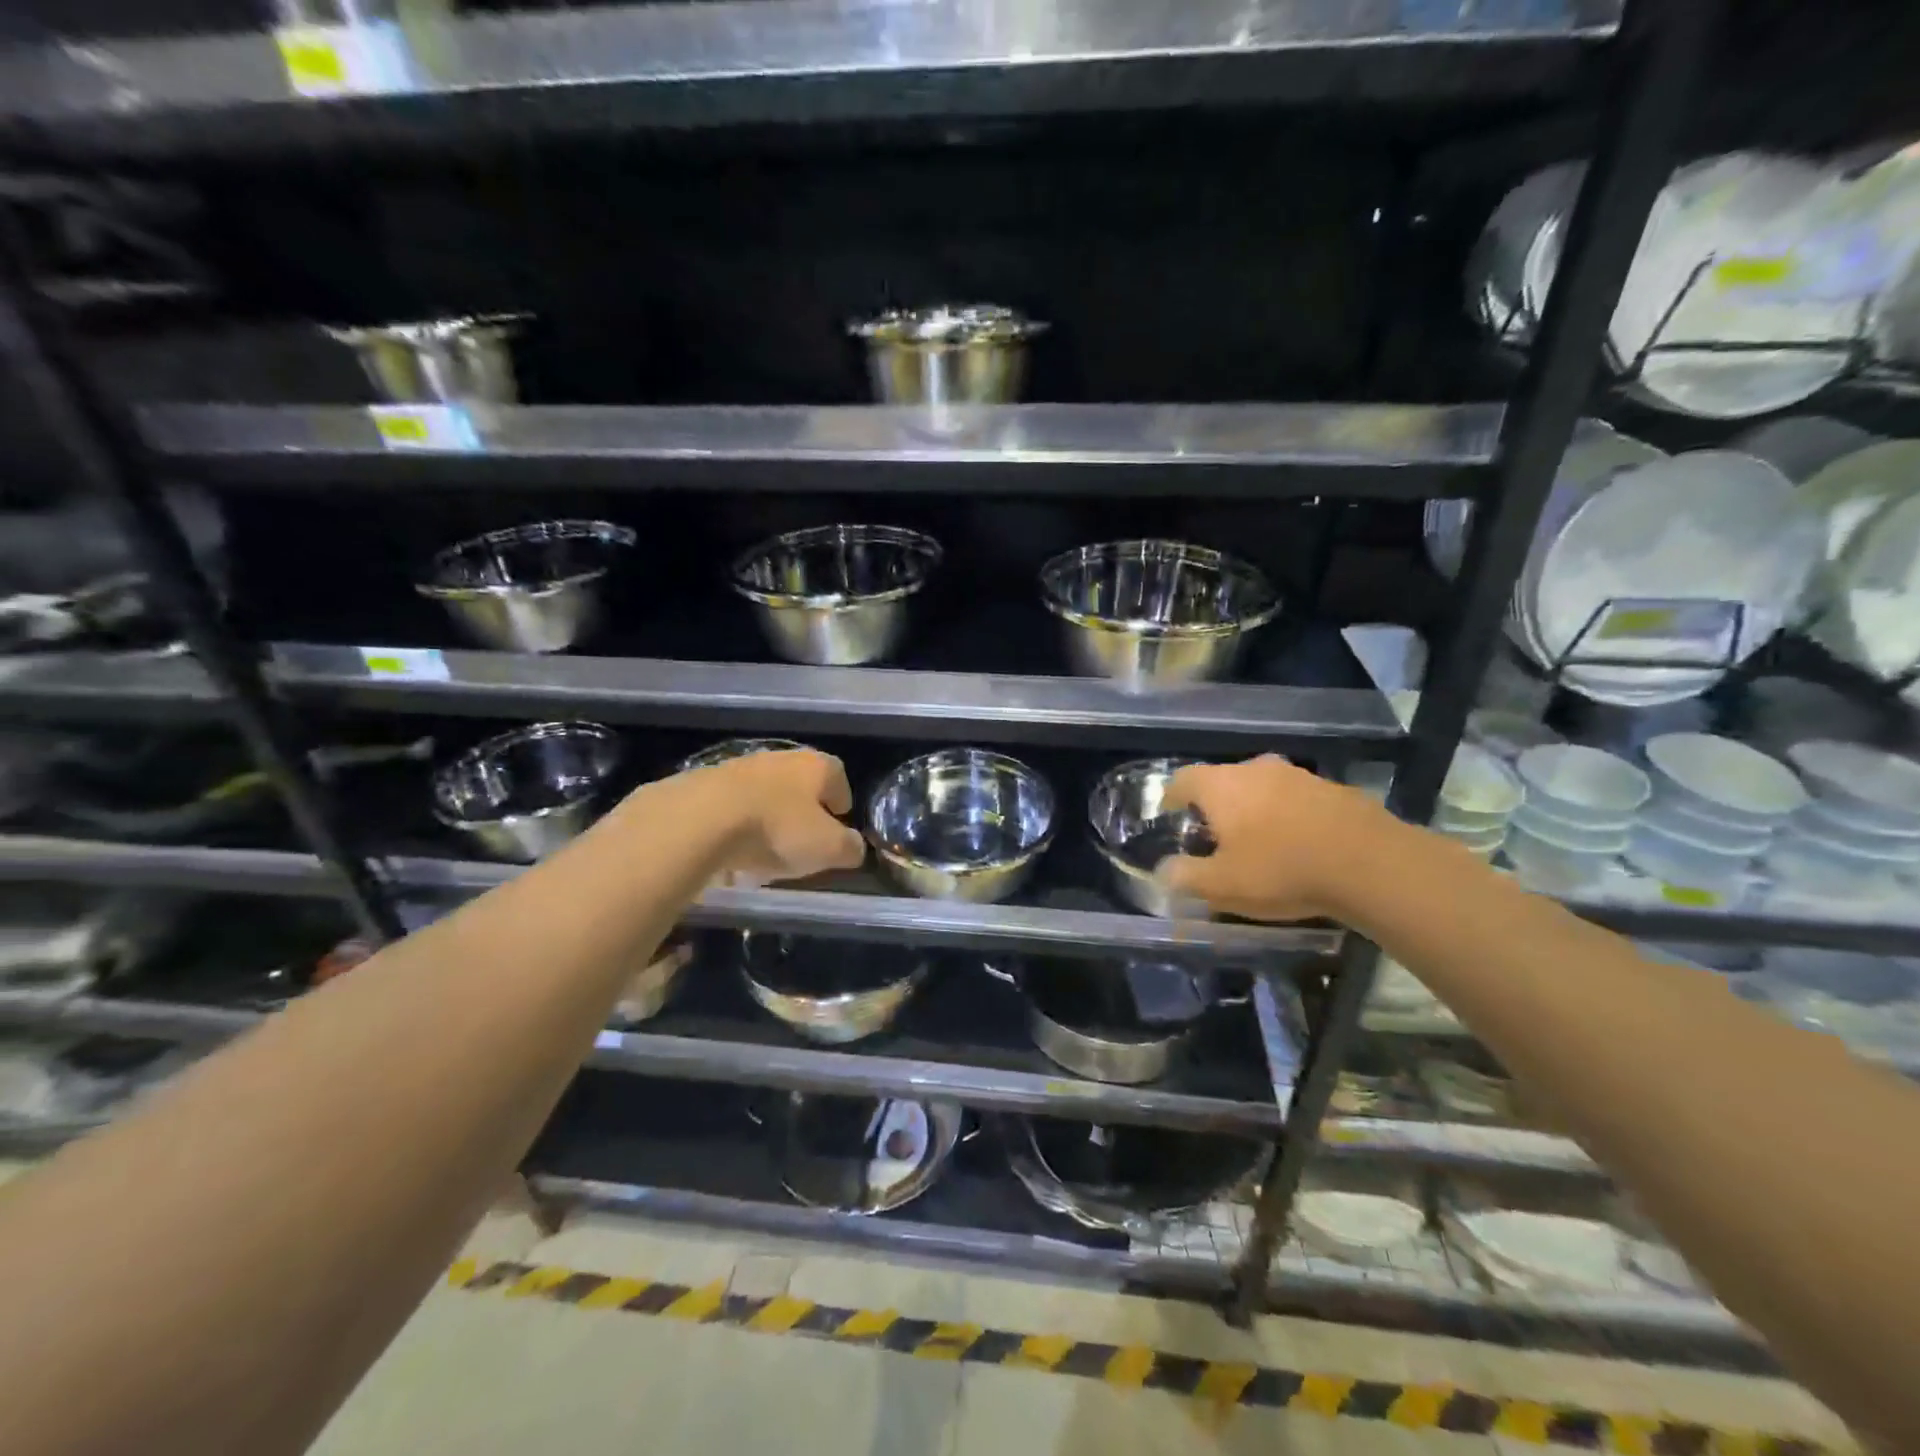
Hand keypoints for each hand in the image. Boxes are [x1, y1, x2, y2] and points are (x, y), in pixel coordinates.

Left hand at [705, 749, 865, 885]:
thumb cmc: (777, 830)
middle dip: (803, 807)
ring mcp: (739, 767)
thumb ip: (849, 848)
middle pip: (799, 781)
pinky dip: (736, 823)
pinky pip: (730, 805)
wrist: (700, 820)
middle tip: (804, 837)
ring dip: (768, 815)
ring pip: (764, 792)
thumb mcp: (827, 849)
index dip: (841, 798)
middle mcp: (779, 758)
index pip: (837, 775)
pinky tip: (731, 850)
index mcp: (814, 766)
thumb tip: (854, 847)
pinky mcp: (704, 783)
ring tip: (765, 849)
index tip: (839, 820)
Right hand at [1156, 754, 1397, 921]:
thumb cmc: (1281, 870)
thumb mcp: (1222, 886)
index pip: (1182, 780)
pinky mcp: (1335, 789)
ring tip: (1259, 844)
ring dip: (1255, 810)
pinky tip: (1300, 847)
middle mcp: (1256, 770)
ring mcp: (1299, 776)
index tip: (1170, 818)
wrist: (1371, 863)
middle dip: (1215, 807)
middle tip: (1214, 838)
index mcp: (1221, 786)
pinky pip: (1298, 800)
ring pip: (1263, 789)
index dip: (1171, 798)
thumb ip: (1186, 877)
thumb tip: (1164, 871)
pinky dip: (1289, 817)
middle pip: (1223, 782)